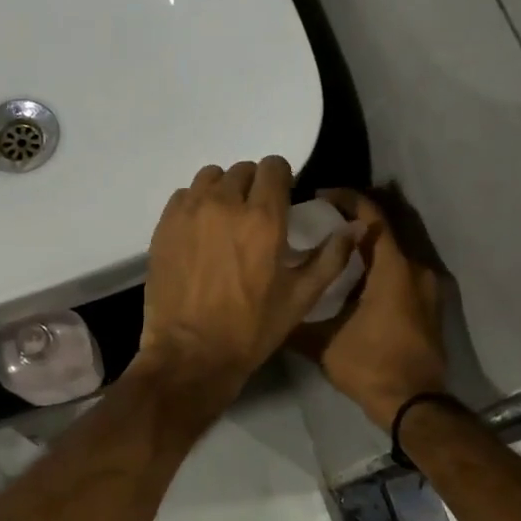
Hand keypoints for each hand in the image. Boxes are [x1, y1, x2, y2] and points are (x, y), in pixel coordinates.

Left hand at [133, 158, 358, 407]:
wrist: (192, 353)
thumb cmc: (251, 329)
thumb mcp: (301, 298)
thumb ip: (331, 257)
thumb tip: (356, 226)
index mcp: (263, 218)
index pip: (274, 167)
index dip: (281, 180)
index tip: (281, 199)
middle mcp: (225, 204)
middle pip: (243, 170)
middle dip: (253, 187)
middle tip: (254, 217)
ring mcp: (190, 212)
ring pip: (210, 178)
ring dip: (223, 191)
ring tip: (225, 220)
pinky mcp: (164, 225)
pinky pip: (184, 196)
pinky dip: (195, 205)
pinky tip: (200, 232)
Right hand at [292, 188, 448, 429]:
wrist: (414, 404)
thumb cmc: (370, 366)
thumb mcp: (323, 344)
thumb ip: (296, 320)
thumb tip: (268, 307)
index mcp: (393, 270)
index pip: (372, 216)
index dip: (348, 199)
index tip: (321, 195)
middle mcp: (416, 270)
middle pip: (384, 230)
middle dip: (353, 222)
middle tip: (319, 222)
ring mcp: (427, 289)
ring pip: (393, 253)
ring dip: (366, 247)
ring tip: (332, 250)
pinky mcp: (428, 306)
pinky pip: (401, 272)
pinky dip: (379, 267)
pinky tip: (353, 280)